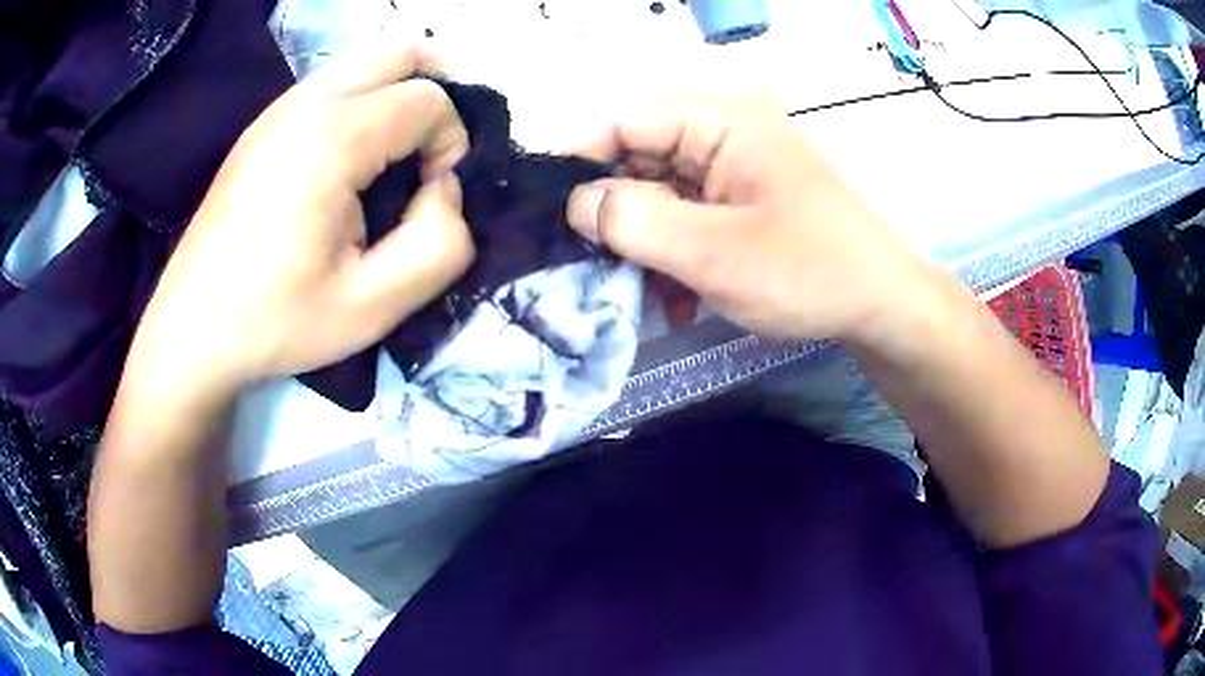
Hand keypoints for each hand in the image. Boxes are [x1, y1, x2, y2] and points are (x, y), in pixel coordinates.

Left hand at [126, 45, 472, 398]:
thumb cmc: (275, 322)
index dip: (450, 142)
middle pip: (400, 54)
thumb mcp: (372, 309)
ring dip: (395, 98)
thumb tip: (442, 190)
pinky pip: (331, 85)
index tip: (429, 195)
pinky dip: (360, 105)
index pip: (427, 98)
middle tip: (426, 156)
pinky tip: (346, 164)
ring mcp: (276, 110)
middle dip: (434, 95)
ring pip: (364, 63)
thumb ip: (439, 245)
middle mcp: (304, 105)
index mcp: (331, 140)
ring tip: (389, 162)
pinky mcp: (261, 127)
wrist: (191, 331)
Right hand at [566, 97, 936, 343]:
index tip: (548, 213)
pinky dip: (674, 254)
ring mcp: (736, 168)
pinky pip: (689, 216)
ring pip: (661, 193)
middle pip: (640, 156)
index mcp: (722, 120)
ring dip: (644, 243)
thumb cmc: (809, 272)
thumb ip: (634, 221)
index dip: (581, 160)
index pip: (626, 119)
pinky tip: (674, 299)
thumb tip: (576, 202)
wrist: (883, 308)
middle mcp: (725, 133)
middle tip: (586, 264)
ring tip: (637, 293)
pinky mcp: (744, 201)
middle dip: (613, 212)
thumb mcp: (713, 252)